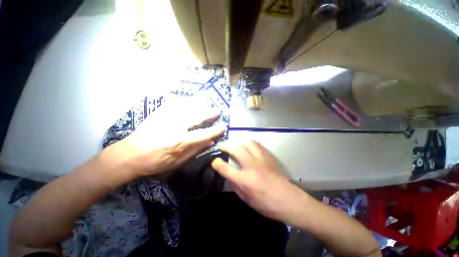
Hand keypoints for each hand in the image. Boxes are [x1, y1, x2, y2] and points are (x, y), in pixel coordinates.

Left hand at [115, 107, 224, 177]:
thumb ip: (195, 151)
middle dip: (210, 113)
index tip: (223, 126)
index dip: (215, 130)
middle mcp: (176, 127)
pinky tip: (187, 100)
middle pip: (197, 117)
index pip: (204, 134)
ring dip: (199, 104)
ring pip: (187, 107)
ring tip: (206, 102)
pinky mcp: (158, 113)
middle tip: (218, 110)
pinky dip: (182, 101)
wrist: (129, 155)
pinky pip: (173, 103)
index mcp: (181, 141)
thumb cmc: (155, 162)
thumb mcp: (177, 162)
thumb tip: (210, 143)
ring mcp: (166, 118)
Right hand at [212, 139, 306, 222]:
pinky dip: (248, 141)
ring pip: (246, 141)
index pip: (226, 168)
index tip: (215, 160)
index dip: (217, 163)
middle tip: (221, 145)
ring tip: (233, 142)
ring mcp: (261, 158)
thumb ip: (234, 184)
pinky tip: (245, 143)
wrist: (288, 199)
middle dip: (225, 145)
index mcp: (245, 180)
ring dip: (237, 140)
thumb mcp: (246, 199)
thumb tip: (227, 173)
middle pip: (235, 148)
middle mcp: (252, 166)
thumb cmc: (265, 203)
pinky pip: (256, 143)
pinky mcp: (268, 155)